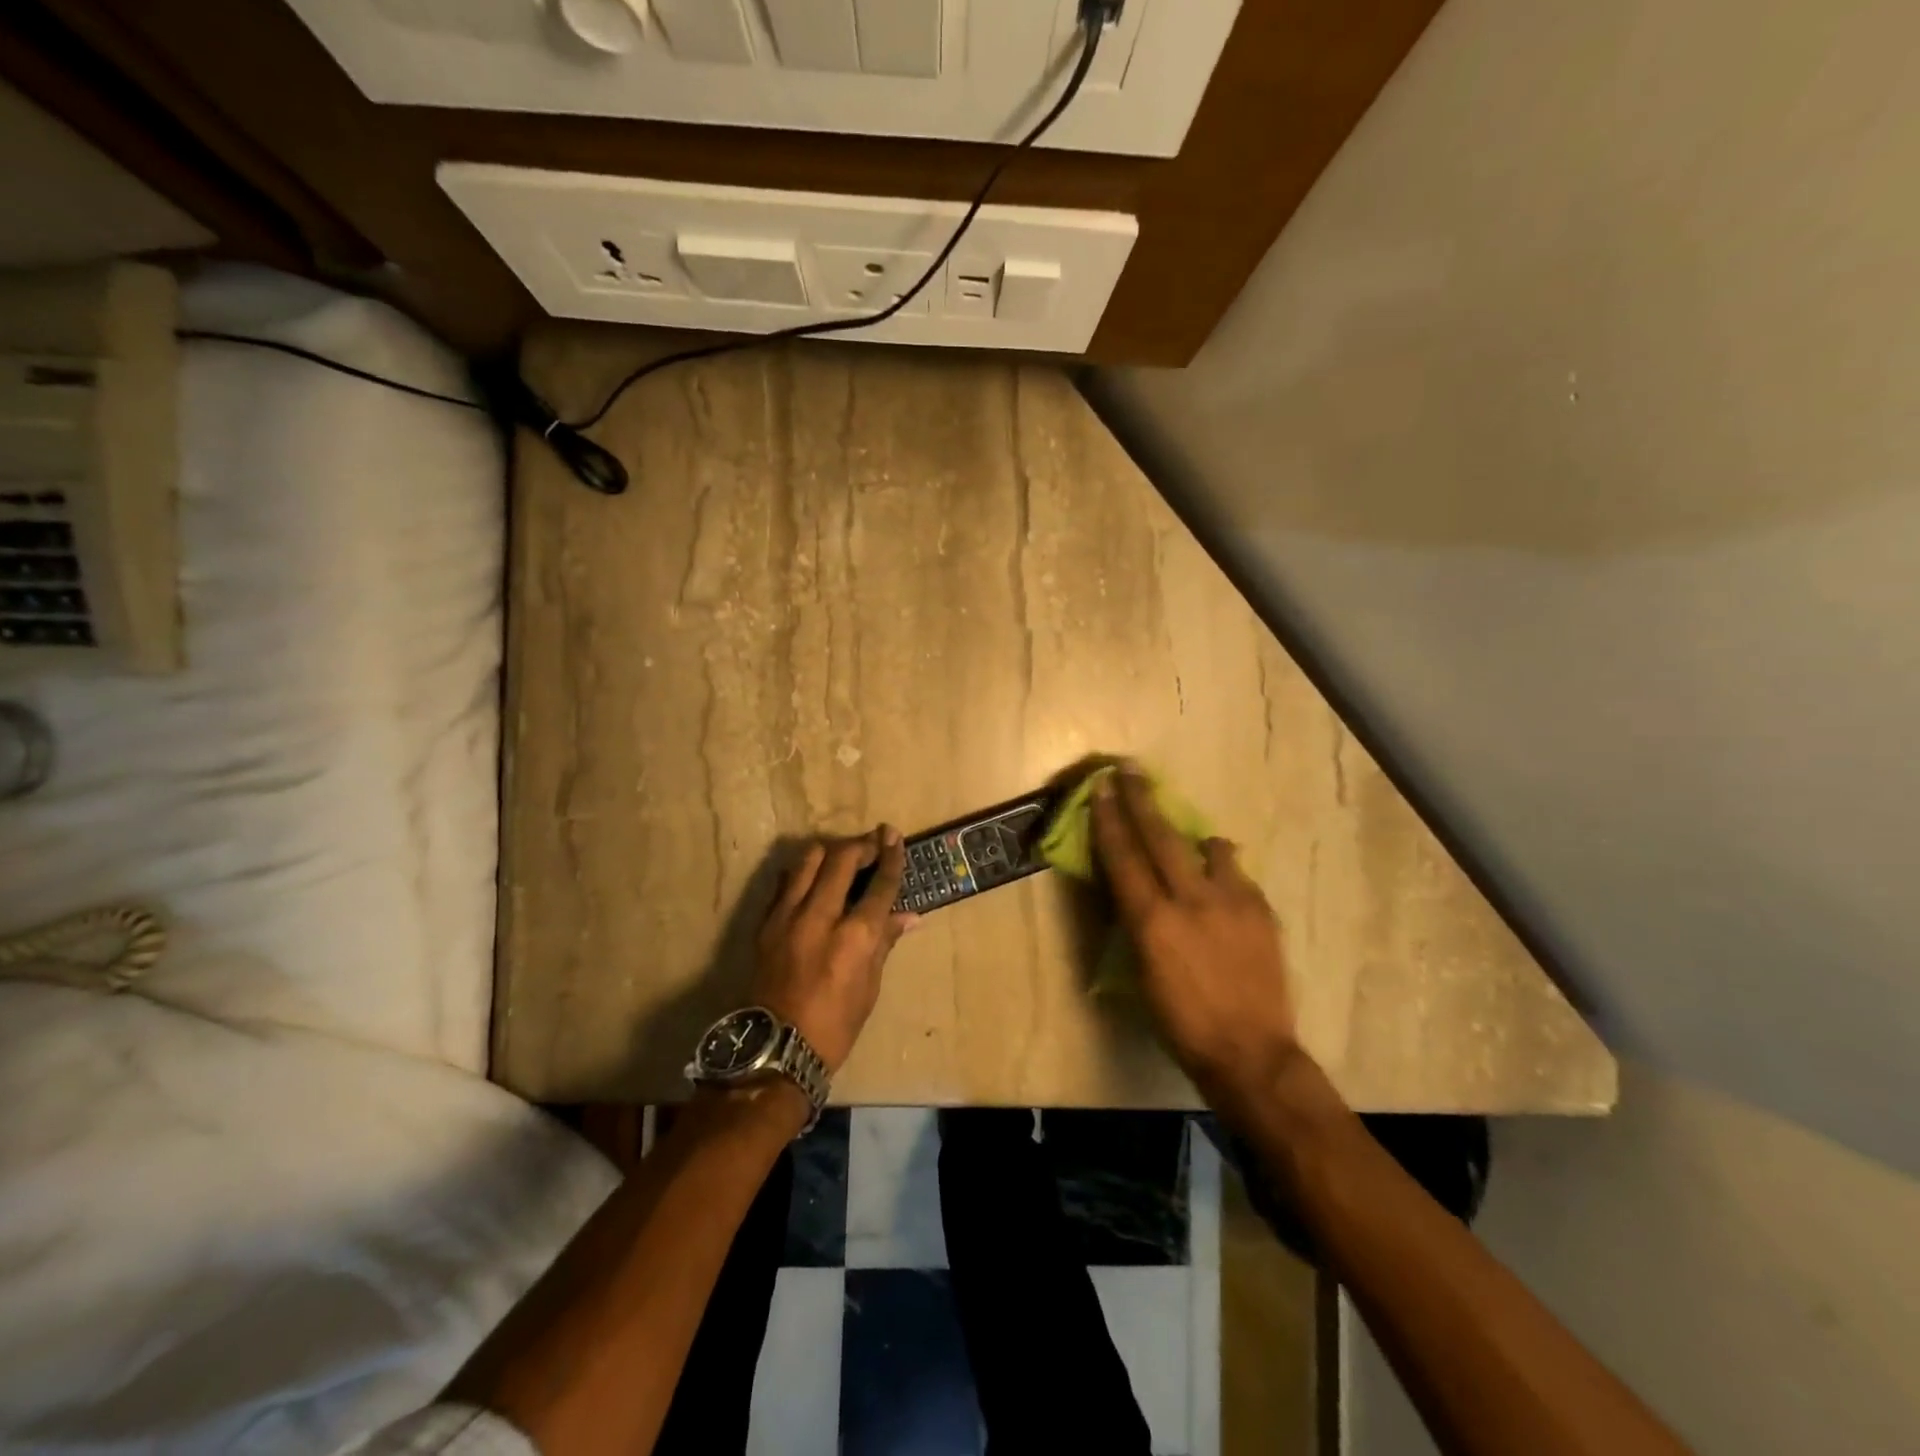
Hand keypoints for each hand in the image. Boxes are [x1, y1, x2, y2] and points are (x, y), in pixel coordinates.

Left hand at [750, 827, 914, 1073]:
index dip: (891, 857)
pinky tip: (812, 880)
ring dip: (830, 852)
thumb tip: (908, 916)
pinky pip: (786, 882)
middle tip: (873, 841)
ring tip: (841, 857)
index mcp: (855, 937)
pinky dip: (803, 873)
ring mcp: (788, 916)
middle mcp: (821, 917)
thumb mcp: (869, 987)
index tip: (894, 836)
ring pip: (809, 860)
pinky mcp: (766, 923)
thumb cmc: (834, 1025)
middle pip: (842, 859)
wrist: (774, 1048)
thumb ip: (884, 942)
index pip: (879, 884)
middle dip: (861, 844)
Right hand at [1089, 767, 1299, 1101]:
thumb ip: (1138, 922)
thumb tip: (1136, 889)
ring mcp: (1232, 902)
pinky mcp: (1262, 911)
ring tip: (1195, 843)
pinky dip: (1225, 874)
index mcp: (1152, 920)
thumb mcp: (1142, 971)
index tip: (1103, 788)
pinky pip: (1238, 876)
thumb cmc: (1180, 1021)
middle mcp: (1190, 900)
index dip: (1110, 820)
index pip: (1124, 857)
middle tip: (1131, 769)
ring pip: (1211, 848)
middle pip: (1161, 837)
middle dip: (1142, 800)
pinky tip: (1224, 890)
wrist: (1250, 1052)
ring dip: (1196, 841)